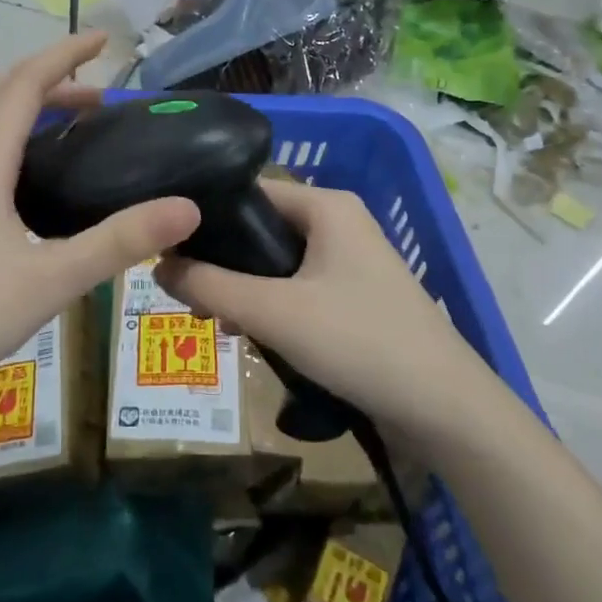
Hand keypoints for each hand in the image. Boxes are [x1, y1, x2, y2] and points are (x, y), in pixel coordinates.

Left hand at [0, 32, 199, 403]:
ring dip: (26, 109)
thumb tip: (187, 208)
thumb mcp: (50, 280)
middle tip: (96, 92)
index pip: (24, 85)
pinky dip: (11, 141)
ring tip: (71, 129)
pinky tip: (30, 185)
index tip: (104, 39)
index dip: (64, 55)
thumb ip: (118, 243)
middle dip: (48, 78)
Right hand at [155, 179, 483, 424]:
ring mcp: (350, 262)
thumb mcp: (273, 312)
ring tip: (212, 319)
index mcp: (327, 205)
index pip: (250, 191)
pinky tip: (248, 336)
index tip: (167, 244)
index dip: (206, 215)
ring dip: (243, 288)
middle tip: (184, 290)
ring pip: (276, 263)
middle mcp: (339, 223)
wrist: (445, 409)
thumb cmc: (358, 342)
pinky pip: (297, 289)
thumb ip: (210, 286)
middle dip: (222, 261)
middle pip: (261, 229)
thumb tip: (156, 265)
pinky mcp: (355, 298)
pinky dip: (270, 306)